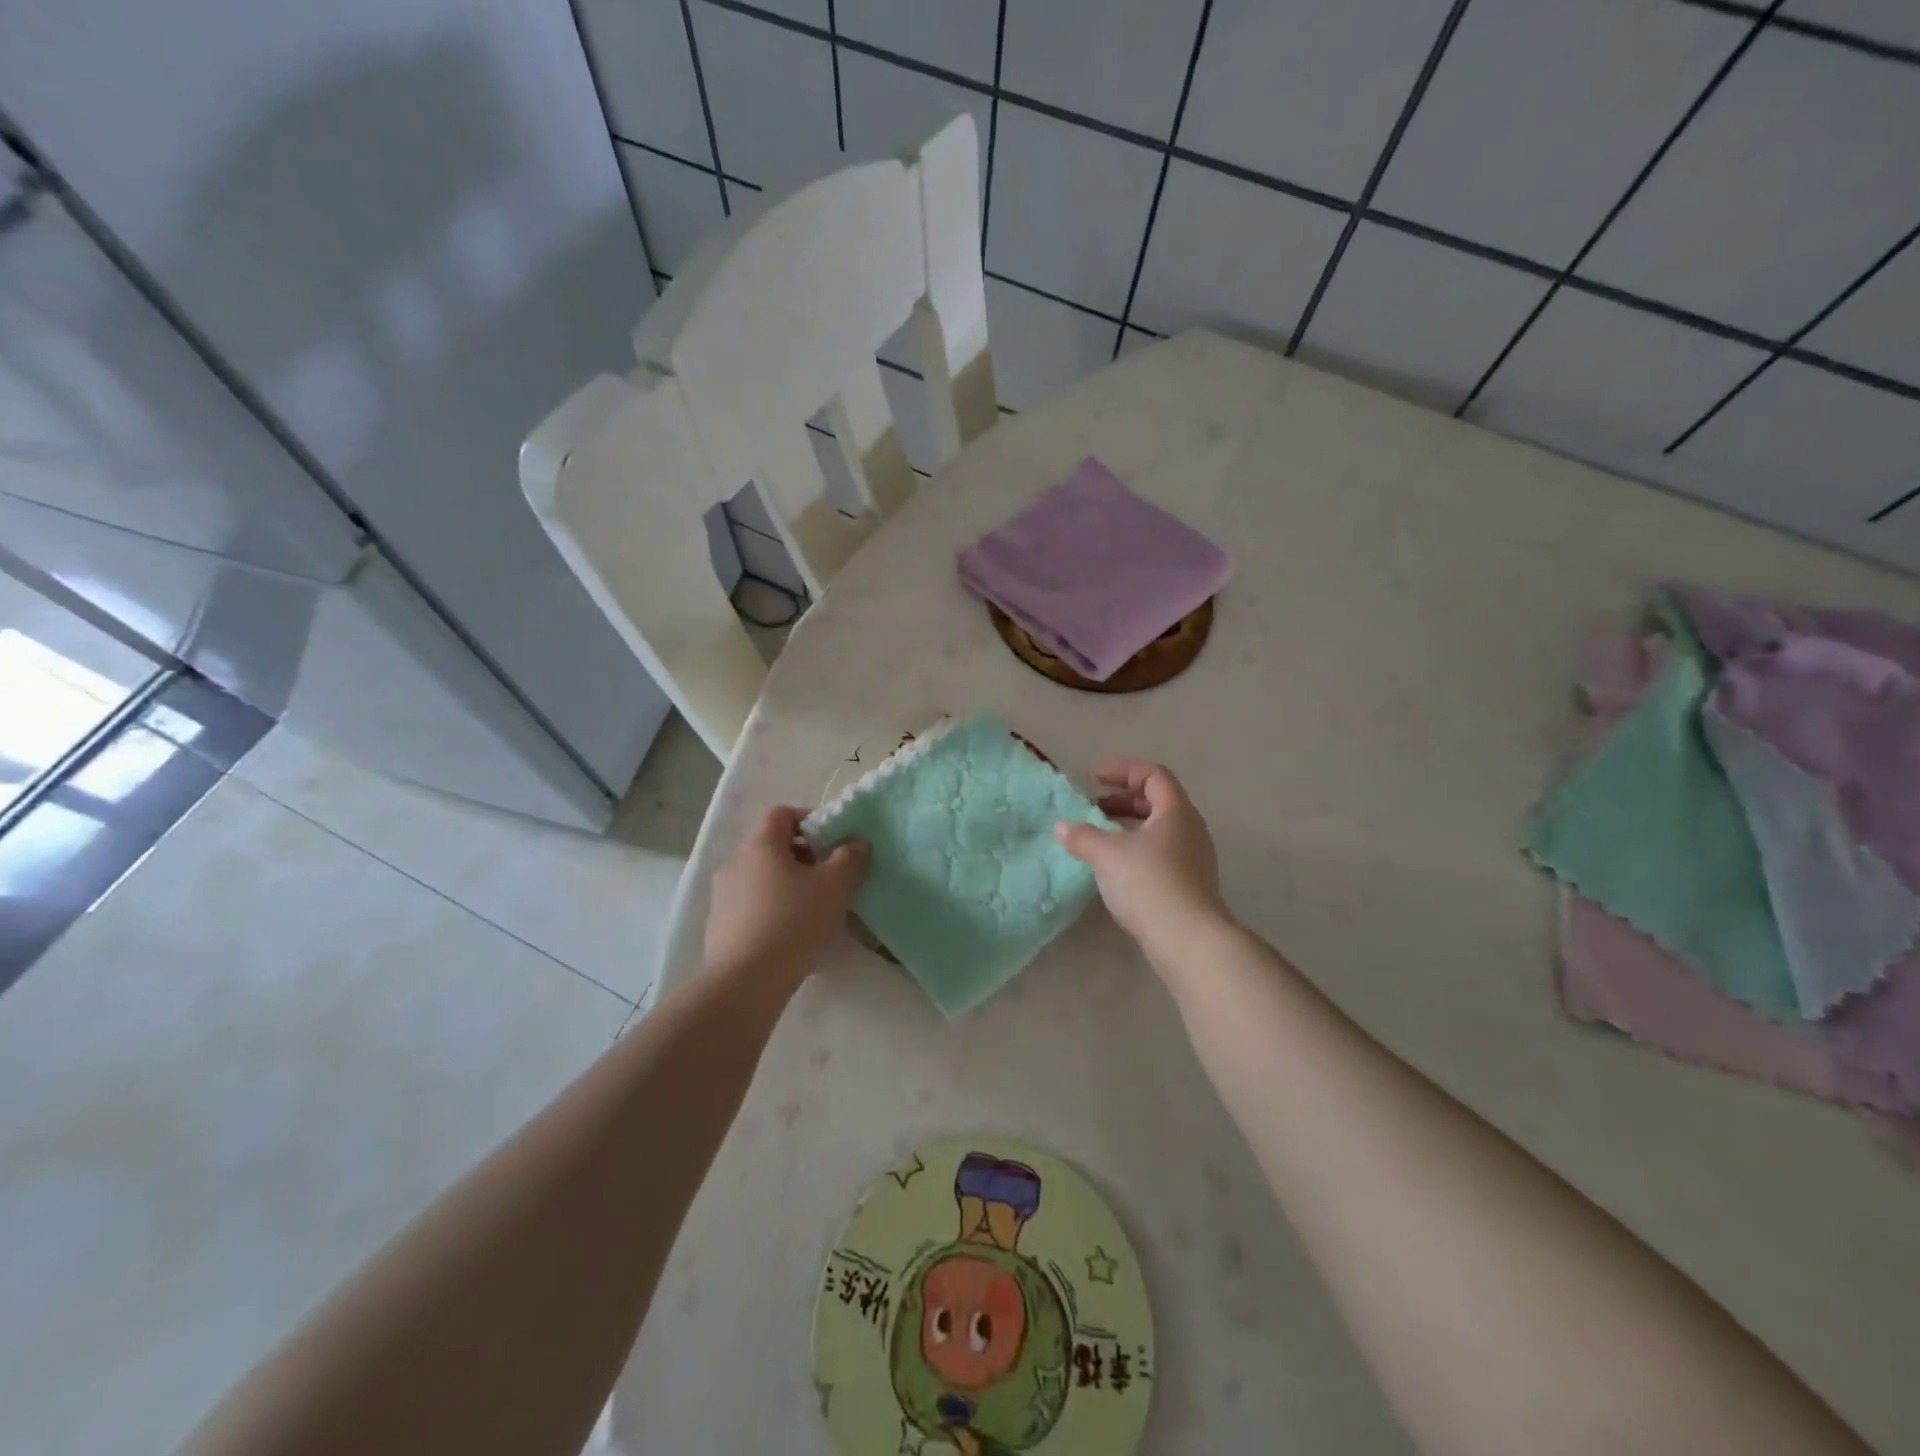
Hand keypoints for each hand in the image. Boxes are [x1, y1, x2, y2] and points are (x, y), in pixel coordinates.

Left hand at [705, 806, 867, 986]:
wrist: (745, 982)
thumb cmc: (793, 922)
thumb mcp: (835, 886)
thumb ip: (849, 858)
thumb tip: (856, 842)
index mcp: (761, 845)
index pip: (782, 814)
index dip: (809, 820)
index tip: (832, 841)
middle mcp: (735, 863)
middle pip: (772, 846)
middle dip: (803, 857)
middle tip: (829, 878)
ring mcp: (722, 896)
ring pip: (762, 878)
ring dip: (787, 885)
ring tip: (813, 910)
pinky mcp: (719, 927)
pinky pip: (751, 906)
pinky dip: (772, 910)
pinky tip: (791, 935)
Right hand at [1055, 762, 1227, 949]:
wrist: (1188, 939)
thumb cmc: (1148, 882)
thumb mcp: (1106, 855)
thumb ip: (1082, 836)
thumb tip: (1062, 827)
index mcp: (1176, 811)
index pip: (1154, 775)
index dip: (1124, 771)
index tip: (1095, 779)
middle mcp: (1191, 829)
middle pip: (1158, 802)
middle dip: (1124, 801)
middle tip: (1094, 808)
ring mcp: (1195, 859)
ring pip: (1160, 830)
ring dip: (1129, 827)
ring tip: (1101, 838)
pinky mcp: (1191, 885)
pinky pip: (1162, 854)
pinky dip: (1137, 850)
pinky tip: (1116, 868)